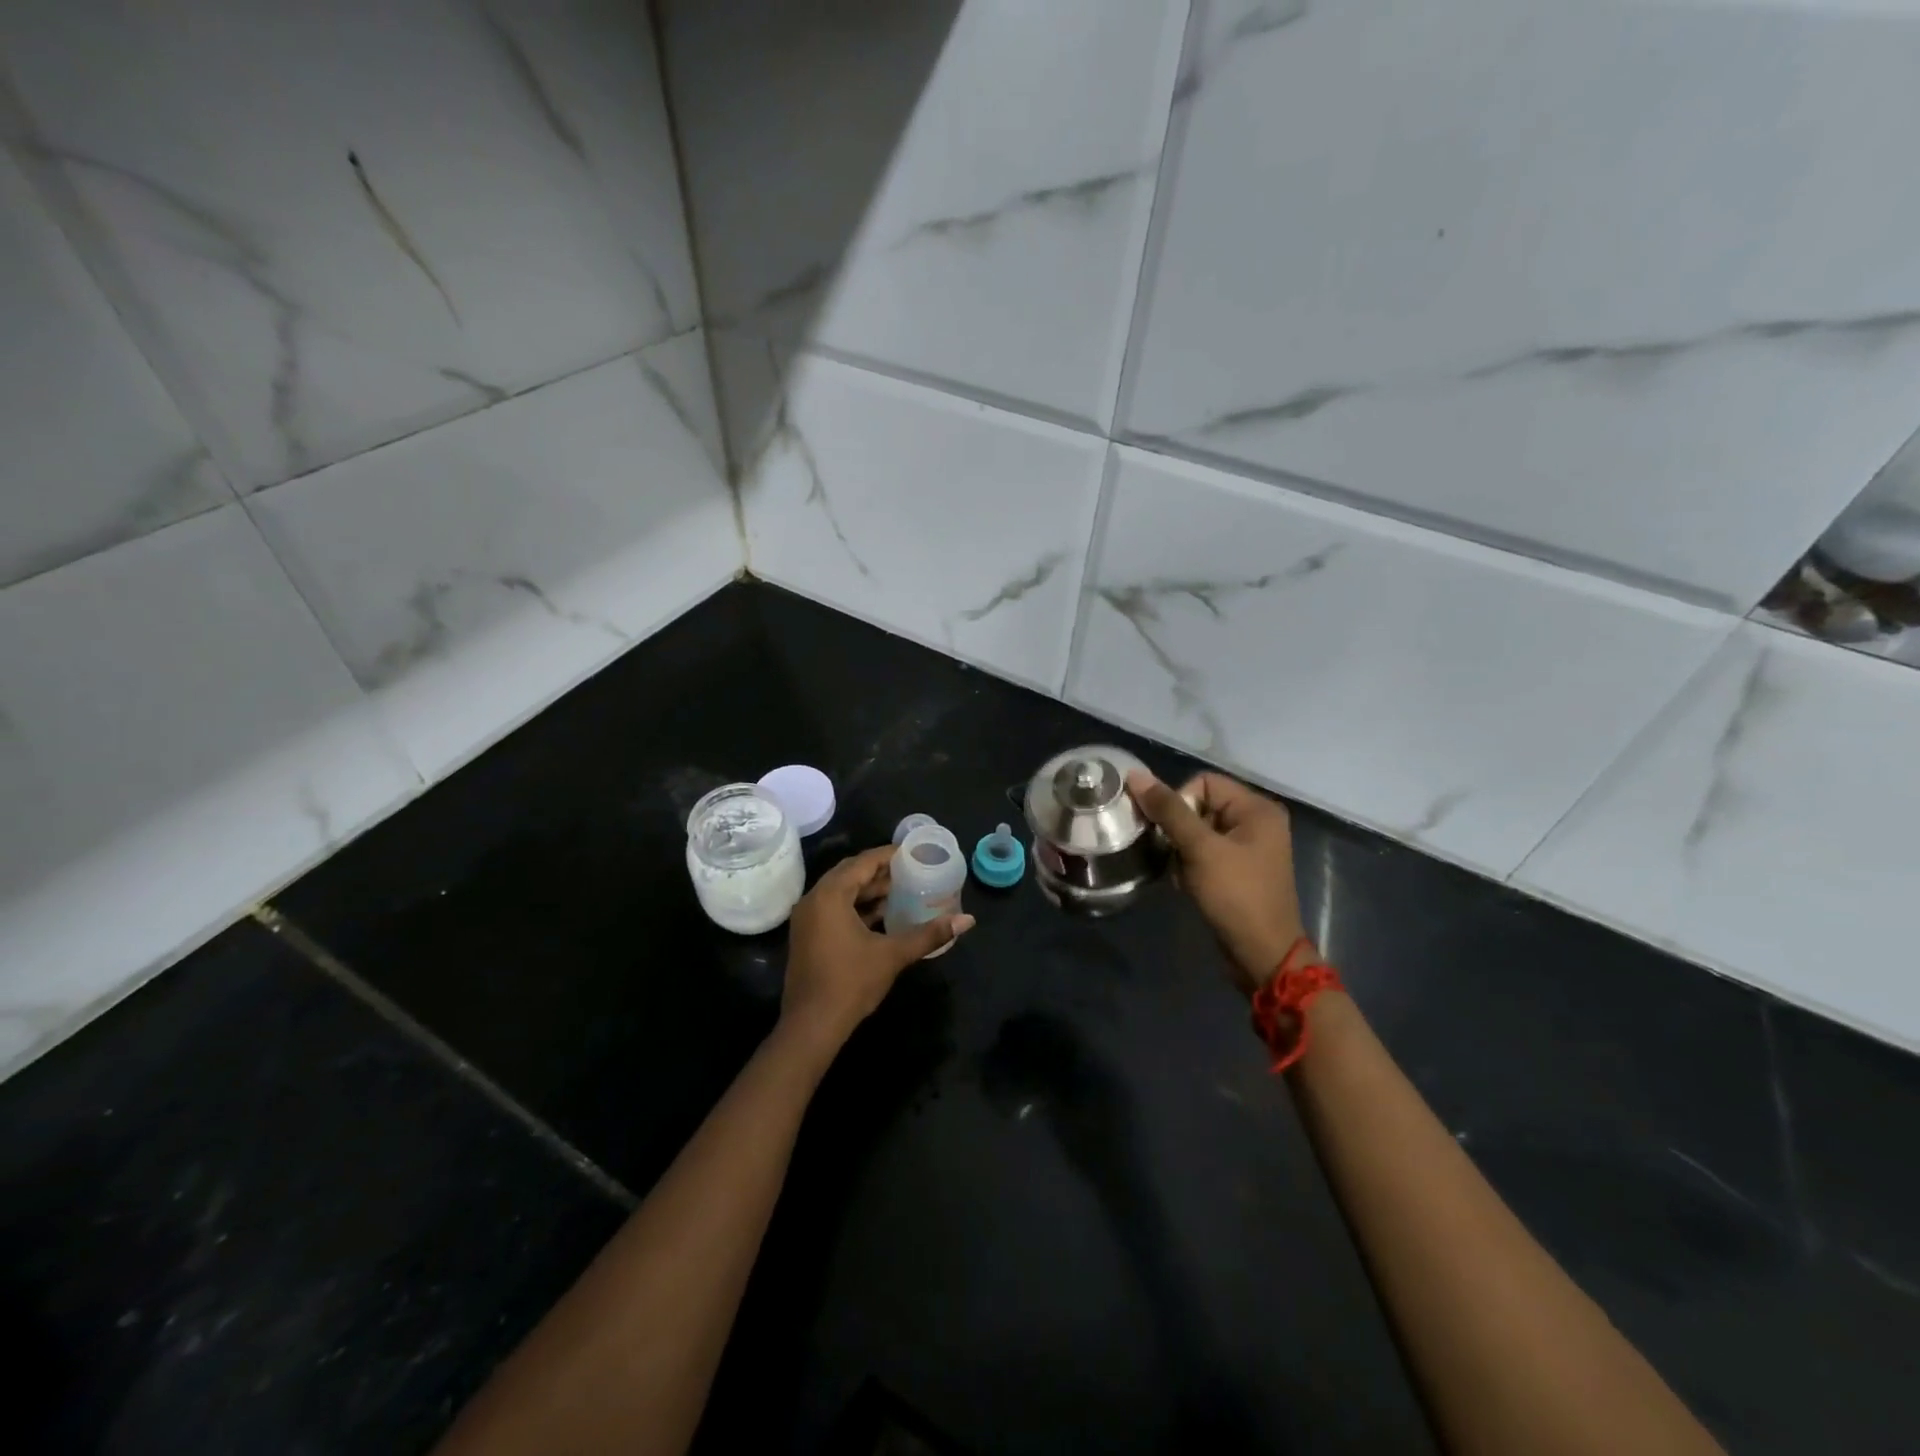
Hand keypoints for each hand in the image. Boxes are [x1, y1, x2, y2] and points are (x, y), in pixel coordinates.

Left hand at [779, 845, 975, 1057]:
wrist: (811, 1026)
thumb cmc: (850, 983)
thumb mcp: (893, 955)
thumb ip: (929, 935)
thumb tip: (967, 920)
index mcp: (830, 895)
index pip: (863, 863)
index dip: (889, 855)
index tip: (914, 853)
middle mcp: (814, 900)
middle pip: (850, 874)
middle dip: (880, 871)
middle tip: (911, 870)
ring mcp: (807, 919)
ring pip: (841, 892)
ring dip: (868, 890)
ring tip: (901, 890)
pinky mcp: (807, 936)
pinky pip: (833, 908)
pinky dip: (856, 906)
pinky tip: (881, 915)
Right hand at [1127, 770, 1307, 995]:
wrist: (1261, 954)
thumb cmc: (1235, 895)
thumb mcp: (1200, 849)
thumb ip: (1169, 810)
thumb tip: (1136, 775)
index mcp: (1257, 808)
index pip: (1203, 782)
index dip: (1180, 803)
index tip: (1172, 833)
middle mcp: (1257, 821)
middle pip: (1200, 805)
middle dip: (1179, 830)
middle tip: (1174, 855)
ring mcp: (1249, 847)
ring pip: (1198, 830)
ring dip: (1182, 850)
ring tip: (1182, 874)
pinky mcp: (1239, 869)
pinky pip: (1206, 851)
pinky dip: (1191, 864)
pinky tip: (1188, 884)